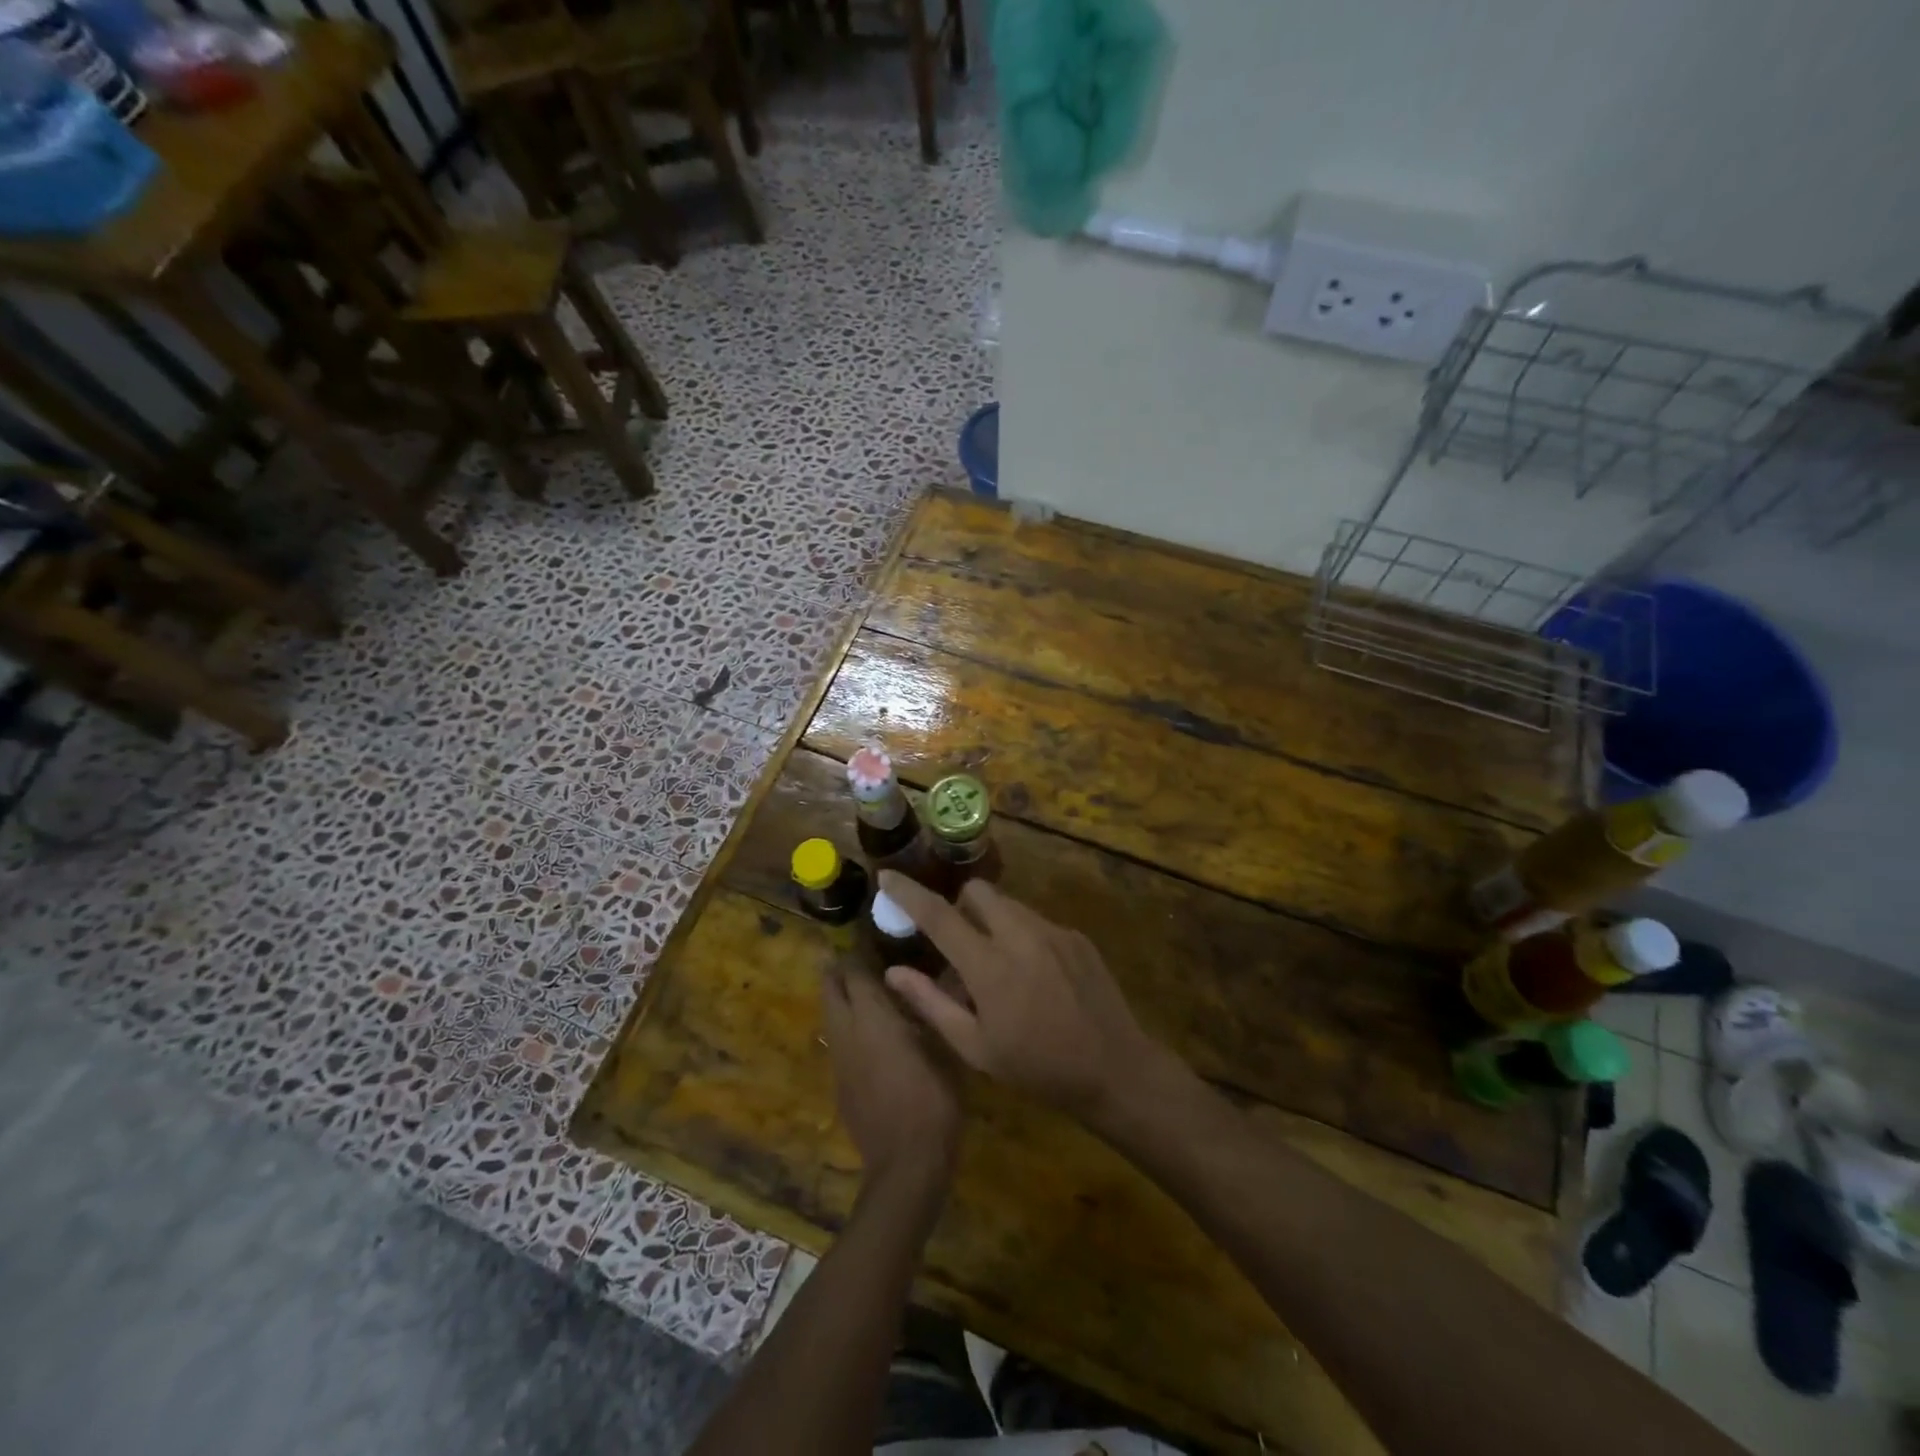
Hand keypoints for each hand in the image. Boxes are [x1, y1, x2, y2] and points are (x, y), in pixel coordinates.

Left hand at [821, 961, 963, 1203]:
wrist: (906, 1165)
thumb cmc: (933, 1099)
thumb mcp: (946, 1047)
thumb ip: (935, 1008)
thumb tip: (939, 977)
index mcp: (873, 1017)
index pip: (854, 971)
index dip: (859, 950)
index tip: (872, 933)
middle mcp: (848, 1032)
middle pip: (831, 987)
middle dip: (840, 968)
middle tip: (861, 955)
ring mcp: (840, 1060)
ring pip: (830, 1014)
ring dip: (840, 996)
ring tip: (865, 987)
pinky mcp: (840, 1084)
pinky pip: (837, 1040)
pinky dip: (846, 1024)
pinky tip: (871, 1030)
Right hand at [876, 872, 1172, 1121]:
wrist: (1115, 1069)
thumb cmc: (1037, 1068)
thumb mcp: (976, 1048)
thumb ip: (931, 1004)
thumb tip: (894, 971)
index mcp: (990, 966)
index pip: (938, 915)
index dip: (908, 893)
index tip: (887, 876)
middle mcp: (1021, 935)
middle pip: (977, 892)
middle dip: (960, 906)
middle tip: (959, 944)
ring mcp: (1054, 931)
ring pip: (1008, 905)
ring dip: (992, 922)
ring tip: (998, 967)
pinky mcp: (1076, 937)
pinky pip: (1036, 921)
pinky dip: (1022, 936)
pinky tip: (1034, 977)